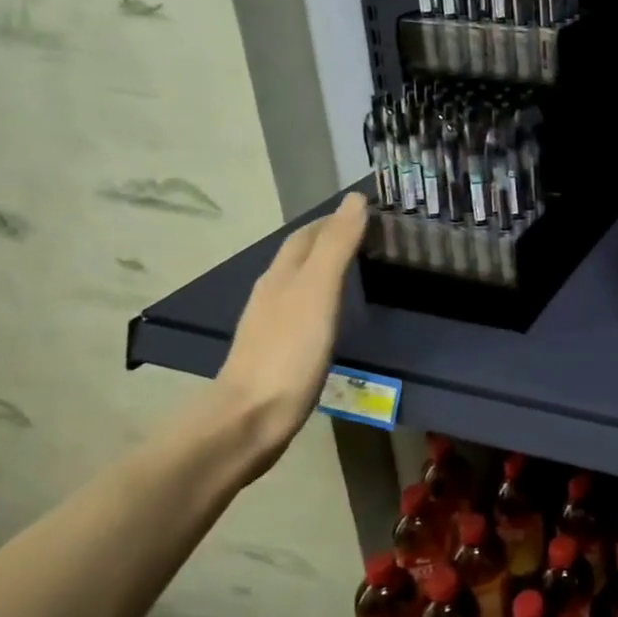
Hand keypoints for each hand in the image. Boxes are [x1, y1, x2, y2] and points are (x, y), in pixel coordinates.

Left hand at [213, 193, 368, 466]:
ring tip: (355, 269)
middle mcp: (271, 294)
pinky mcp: (276, 354)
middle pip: (299, 257)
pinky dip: (320, 301)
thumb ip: (337, 245)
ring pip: (298, 284)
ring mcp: (270, 326)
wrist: (250, 418)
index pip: (307, 235)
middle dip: (328, 240)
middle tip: (367, 236)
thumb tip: (355, 198)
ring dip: (323, 270)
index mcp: (281, 276)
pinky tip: (331, 315)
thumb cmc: (289, 352)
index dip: (333, 219)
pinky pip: (301, 313)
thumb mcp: (319, 291)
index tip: (366, 211)